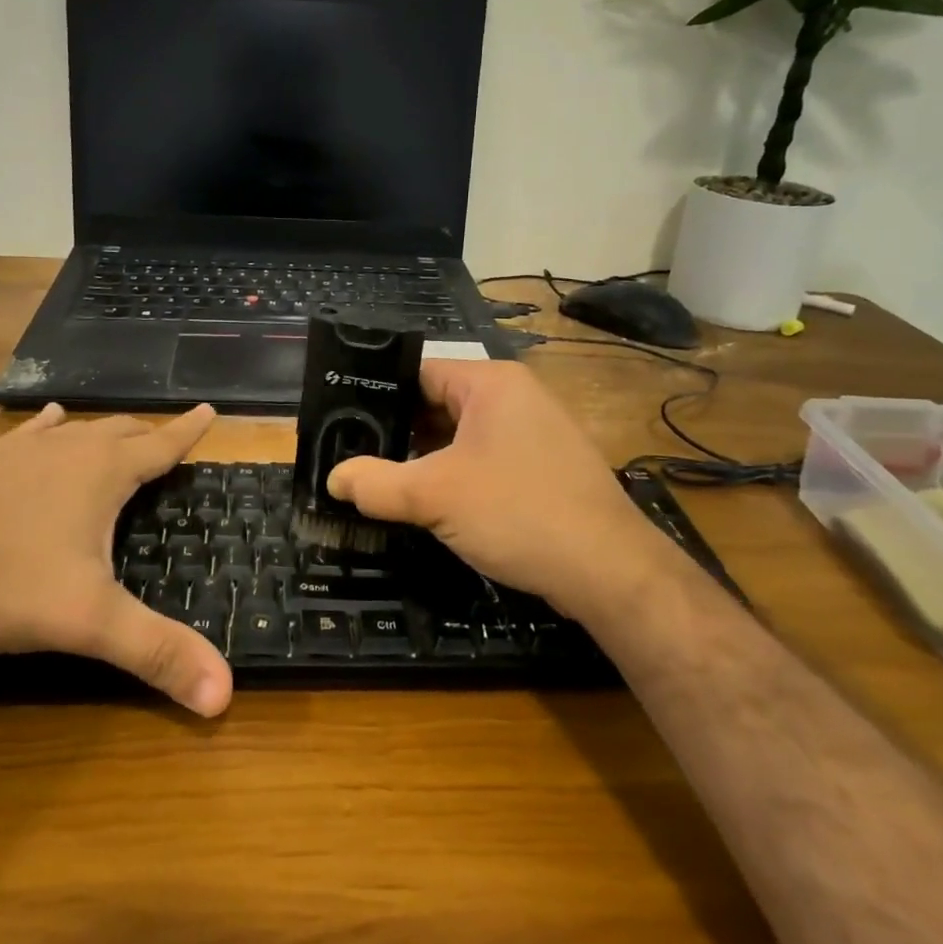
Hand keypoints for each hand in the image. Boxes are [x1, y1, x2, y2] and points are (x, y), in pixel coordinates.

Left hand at [0, 404, 232, 716]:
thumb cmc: (3, 584)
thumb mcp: (88, 622)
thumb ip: (156, 652)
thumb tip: (224, 696)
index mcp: (102, 473)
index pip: (160, 445)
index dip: (188, 431)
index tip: (209, 411)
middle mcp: (66, 450)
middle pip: (121, 432)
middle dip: (148, 434)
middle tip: (166, 437)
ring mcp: (19, 452)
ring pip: (76, 429)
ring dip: (103, 431)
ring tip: (117, 430)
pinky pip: (28, 435)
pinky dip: (47, 428)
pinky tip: (48, 421)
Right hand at [326, 362, 654, 618]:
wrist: (609, 572)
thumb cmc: (518, 513)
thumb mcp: (435, 497)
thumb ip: (377, 484)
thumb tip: (333, 480)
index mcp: (491, 383)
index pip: (418, 372)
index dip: (376, 395)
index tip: (341, 422)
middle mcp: (515, 397)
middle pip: (437, 404)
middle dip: (397, 433)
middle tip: (353, 457)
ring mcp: (533, 433)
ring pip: (460, 436)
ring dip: (424, 459)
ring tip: (380, 481)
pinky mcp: (543, 467)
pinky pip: (484, 459)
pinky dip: (454, 476)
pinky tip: (429, 503)